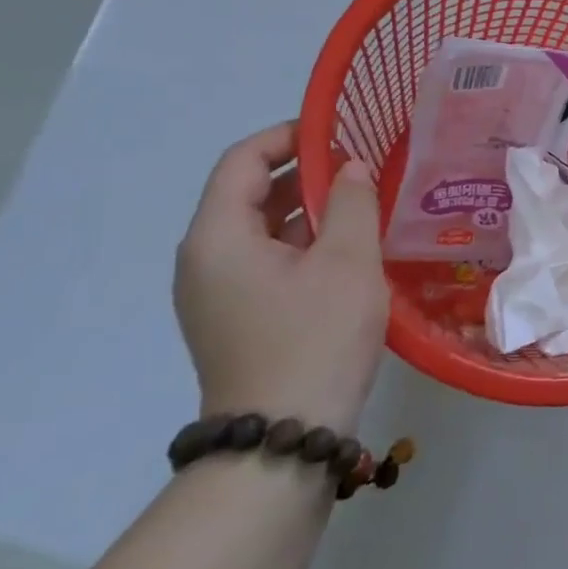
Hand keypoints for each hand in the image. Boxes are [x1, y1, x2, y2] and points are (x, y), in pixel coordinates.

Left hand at [174, 122, 390, 433]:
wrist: (285, 439)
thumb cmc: (315, 338)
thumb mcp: (346, 261)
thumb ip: (351, 202)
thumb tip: (350, 167)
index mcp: (217, 237)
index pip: (243, 160)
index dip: (290, 136)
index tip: (340, 130)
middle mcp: (204, 260)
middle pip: (248, 193)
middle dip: (305, 172)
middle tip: (362, 165)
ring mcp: (216, 293)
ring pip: (261, 229)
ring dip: (308, 208)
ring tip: (363, 201)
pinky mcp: (236, 318)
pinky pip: (266, 260)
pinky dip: (303, 242)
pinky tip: (348, 248)